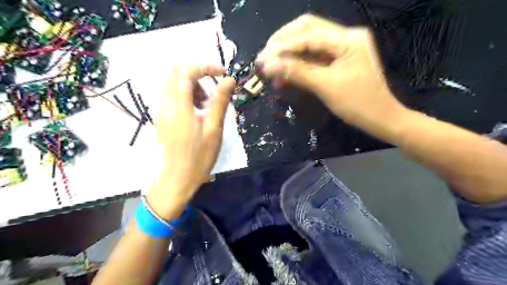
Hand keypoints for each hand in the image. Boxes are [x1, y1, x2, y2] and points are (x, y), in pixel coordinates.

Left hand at [146, 64, 234, 220]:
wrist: (175, 180)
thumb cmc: (198, 157)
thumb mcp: (214, 129)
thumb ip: (220, 101)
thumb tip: (229, 80)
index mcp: (178, 105)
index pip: (188, 70)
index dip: (207, 66)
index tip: (224, 73)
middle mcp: (164, 102)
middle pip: (176, 71)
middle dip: (198, 73)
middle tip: (214, 87)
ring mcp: (160, 109)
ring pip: (172, 82)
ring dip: (192, 84)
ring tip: (207, 102)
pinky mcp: (161, 116)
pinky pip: (171, 94)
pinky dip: (185, 93)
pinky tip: (198, 109)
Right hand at [255, 15, 408, 141]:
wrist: (381, 119)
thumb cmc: (358, 104)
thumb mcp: (326, 87)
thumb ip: (297, 72)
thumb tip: (268, 65)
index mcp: (347, 39)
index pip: (308, 35)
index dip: (283, 46)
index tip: (262, 59)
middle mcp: (344, 37)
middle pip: (307, 31)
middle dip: (283, 44)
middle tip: (265, 58)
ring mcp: (341, 49)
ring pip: (308, 46)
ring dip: (288, 56)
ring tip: (270, 69)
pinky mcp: (337, 62)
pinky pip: (313, 59)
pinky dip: (297, 66)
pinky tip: (283, 77)